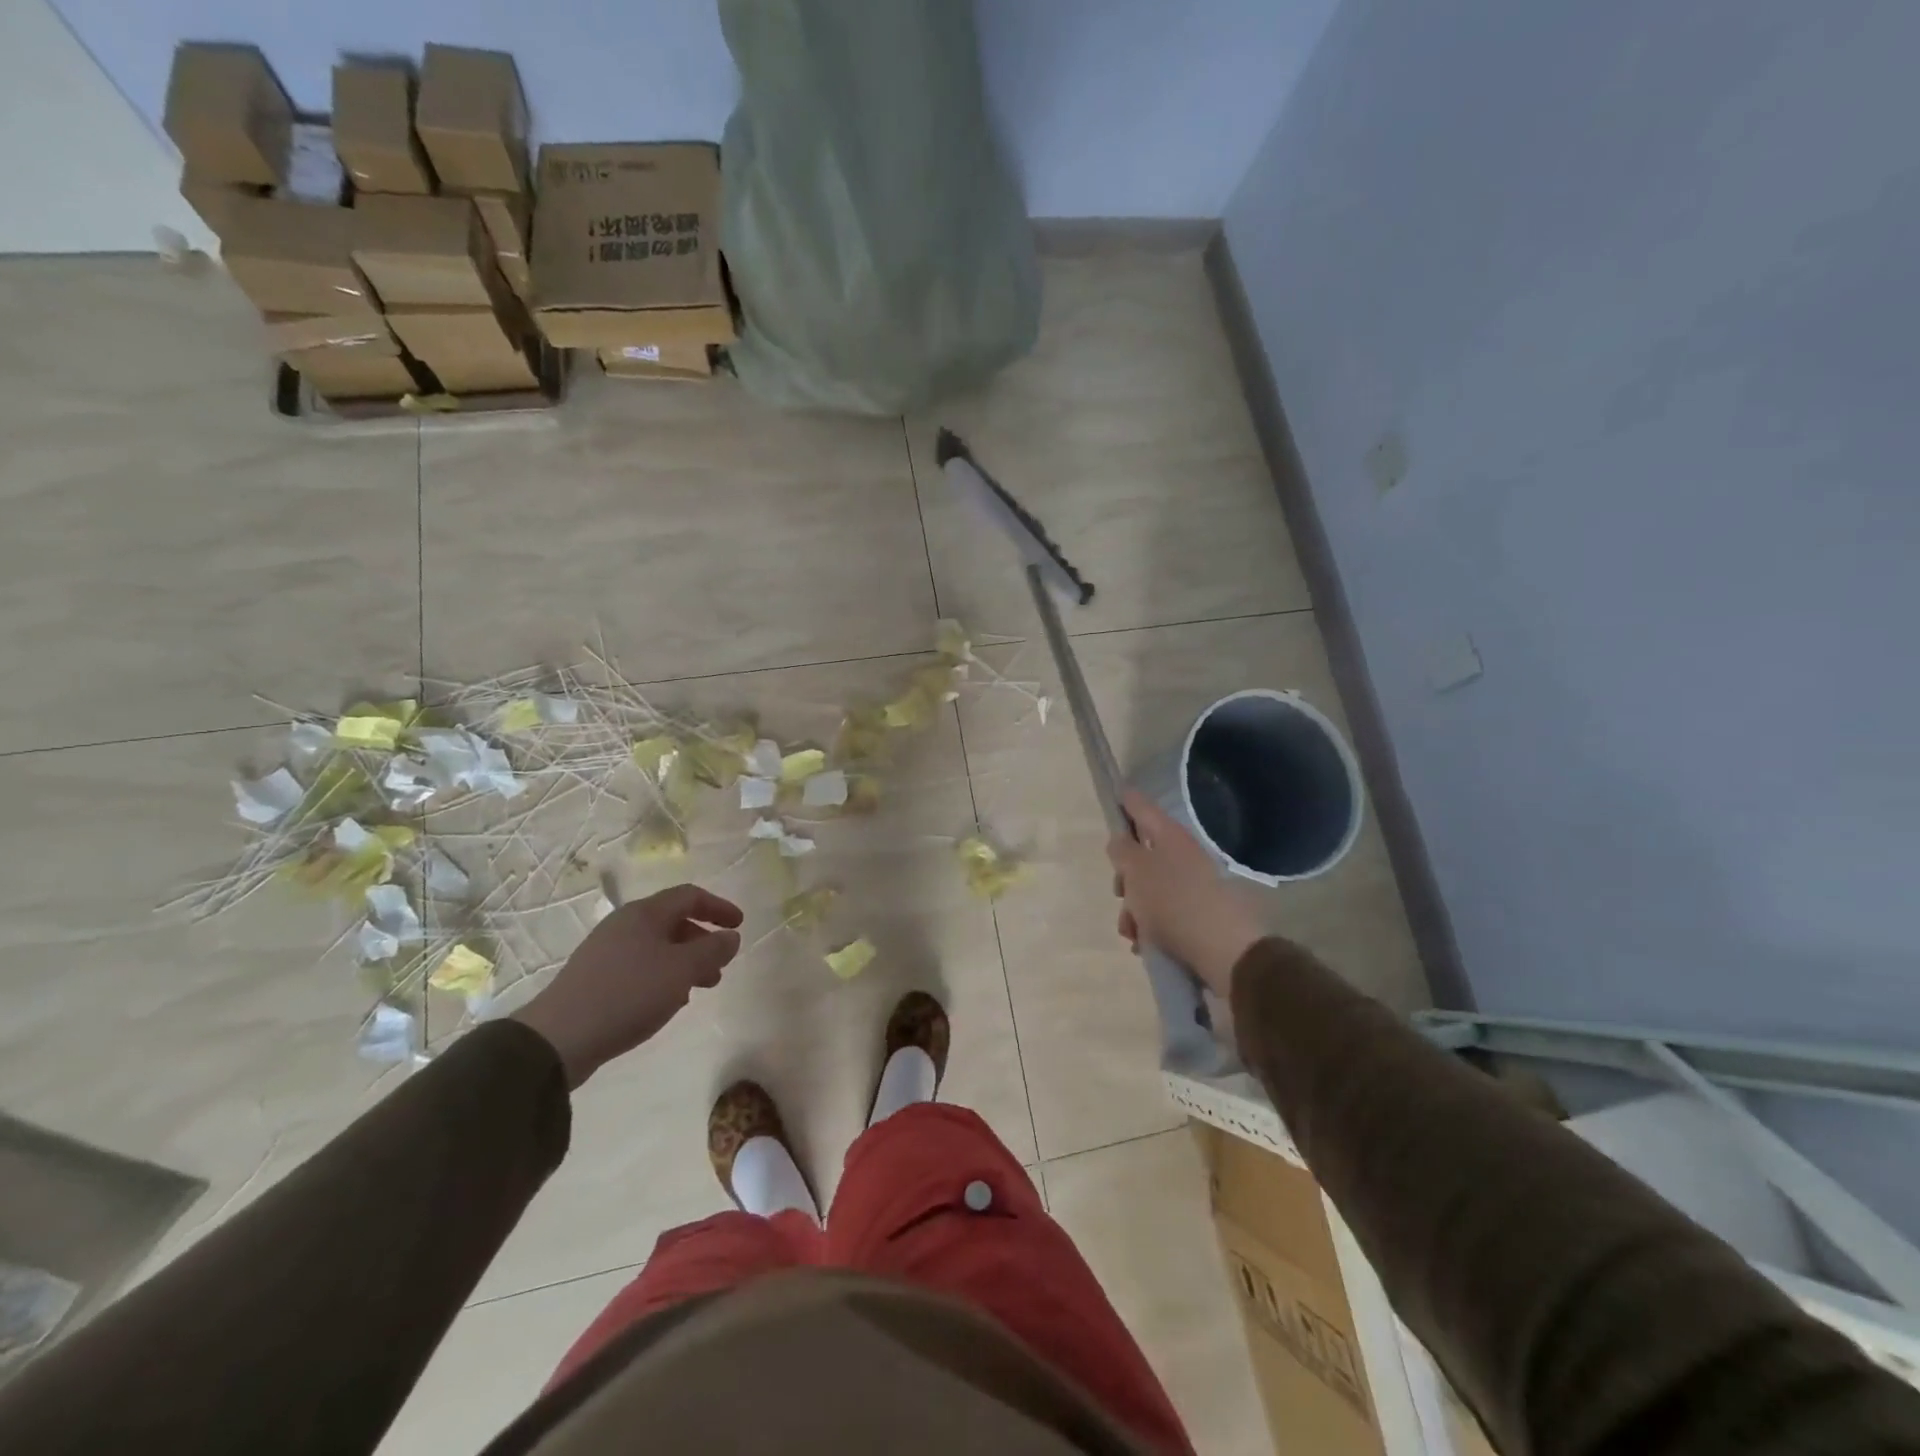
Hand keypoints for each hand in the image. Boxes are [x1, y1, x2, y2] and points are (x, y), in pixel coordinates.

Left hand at [512, 884, 742, 1087]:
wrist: (559, 1038)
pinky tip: (667, 1002)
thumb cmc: (629, 994)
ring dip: (684, 962)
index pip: (690, 896)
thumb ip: (712, 950)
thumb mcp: (681, 970)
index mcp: (645, 914)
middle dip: (702, 941)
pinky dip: (662, 976)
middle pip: (673, 921)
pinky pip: (640, 966)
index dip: (718, 907)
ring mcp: (606, 951)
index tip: (739, 925)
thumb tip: (731, 936)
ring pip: (657, 946)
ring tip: (699, 989)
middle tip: (720, 966)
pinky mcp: (595, 978)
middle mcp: (625, 924)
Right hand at [1107, 790, 1264, 997]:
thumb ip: (1121, 850)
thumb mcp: (1136, 871)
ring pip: (1151, 888)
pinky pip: (1165, 913)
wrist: (1224, 950)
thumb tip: (1120, 840)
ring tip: (1132, 933)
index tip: (1113, 797)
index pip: (1141, 806)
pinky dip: (1151, 926)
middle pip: (1143, 854)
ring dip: (1135, 909)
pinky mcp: (1199, 913)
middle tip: (1119, 893)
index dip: (1125, 801)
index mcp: (1169, 836)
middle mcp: (1184, 854)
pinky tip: (1146, 944)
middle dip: (1125, 877)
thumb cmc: (1172, 902)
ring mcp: (1194, 884)